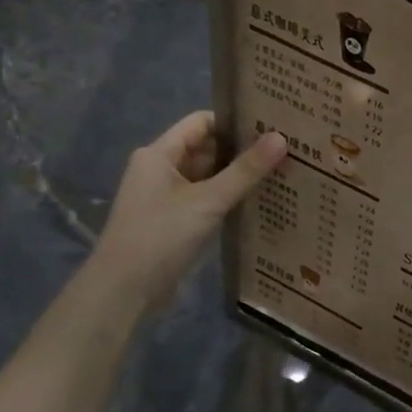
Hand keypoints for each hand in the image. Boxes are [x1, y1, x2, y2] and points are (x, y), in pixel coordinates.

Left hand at [89, 112, 285, 309]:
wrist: (125, 290)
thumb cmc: (161, 236)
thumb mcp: (208, 200)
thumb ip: (245, 170)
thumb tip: (281, 137)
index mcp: (159, 154)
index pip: (202, 123)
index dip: (235, 121)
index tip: (272, 124)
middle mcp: (161, 169)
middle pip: (207, 149)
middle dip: (242, 150)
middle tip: (286, 149)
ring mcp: (166, 197)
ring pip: (208, 176)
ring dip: (238, 176)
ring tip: (281, 172)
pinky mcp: (174, 221)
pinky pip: (206, 199)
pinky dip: (228, 198)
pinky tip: (259, 202)